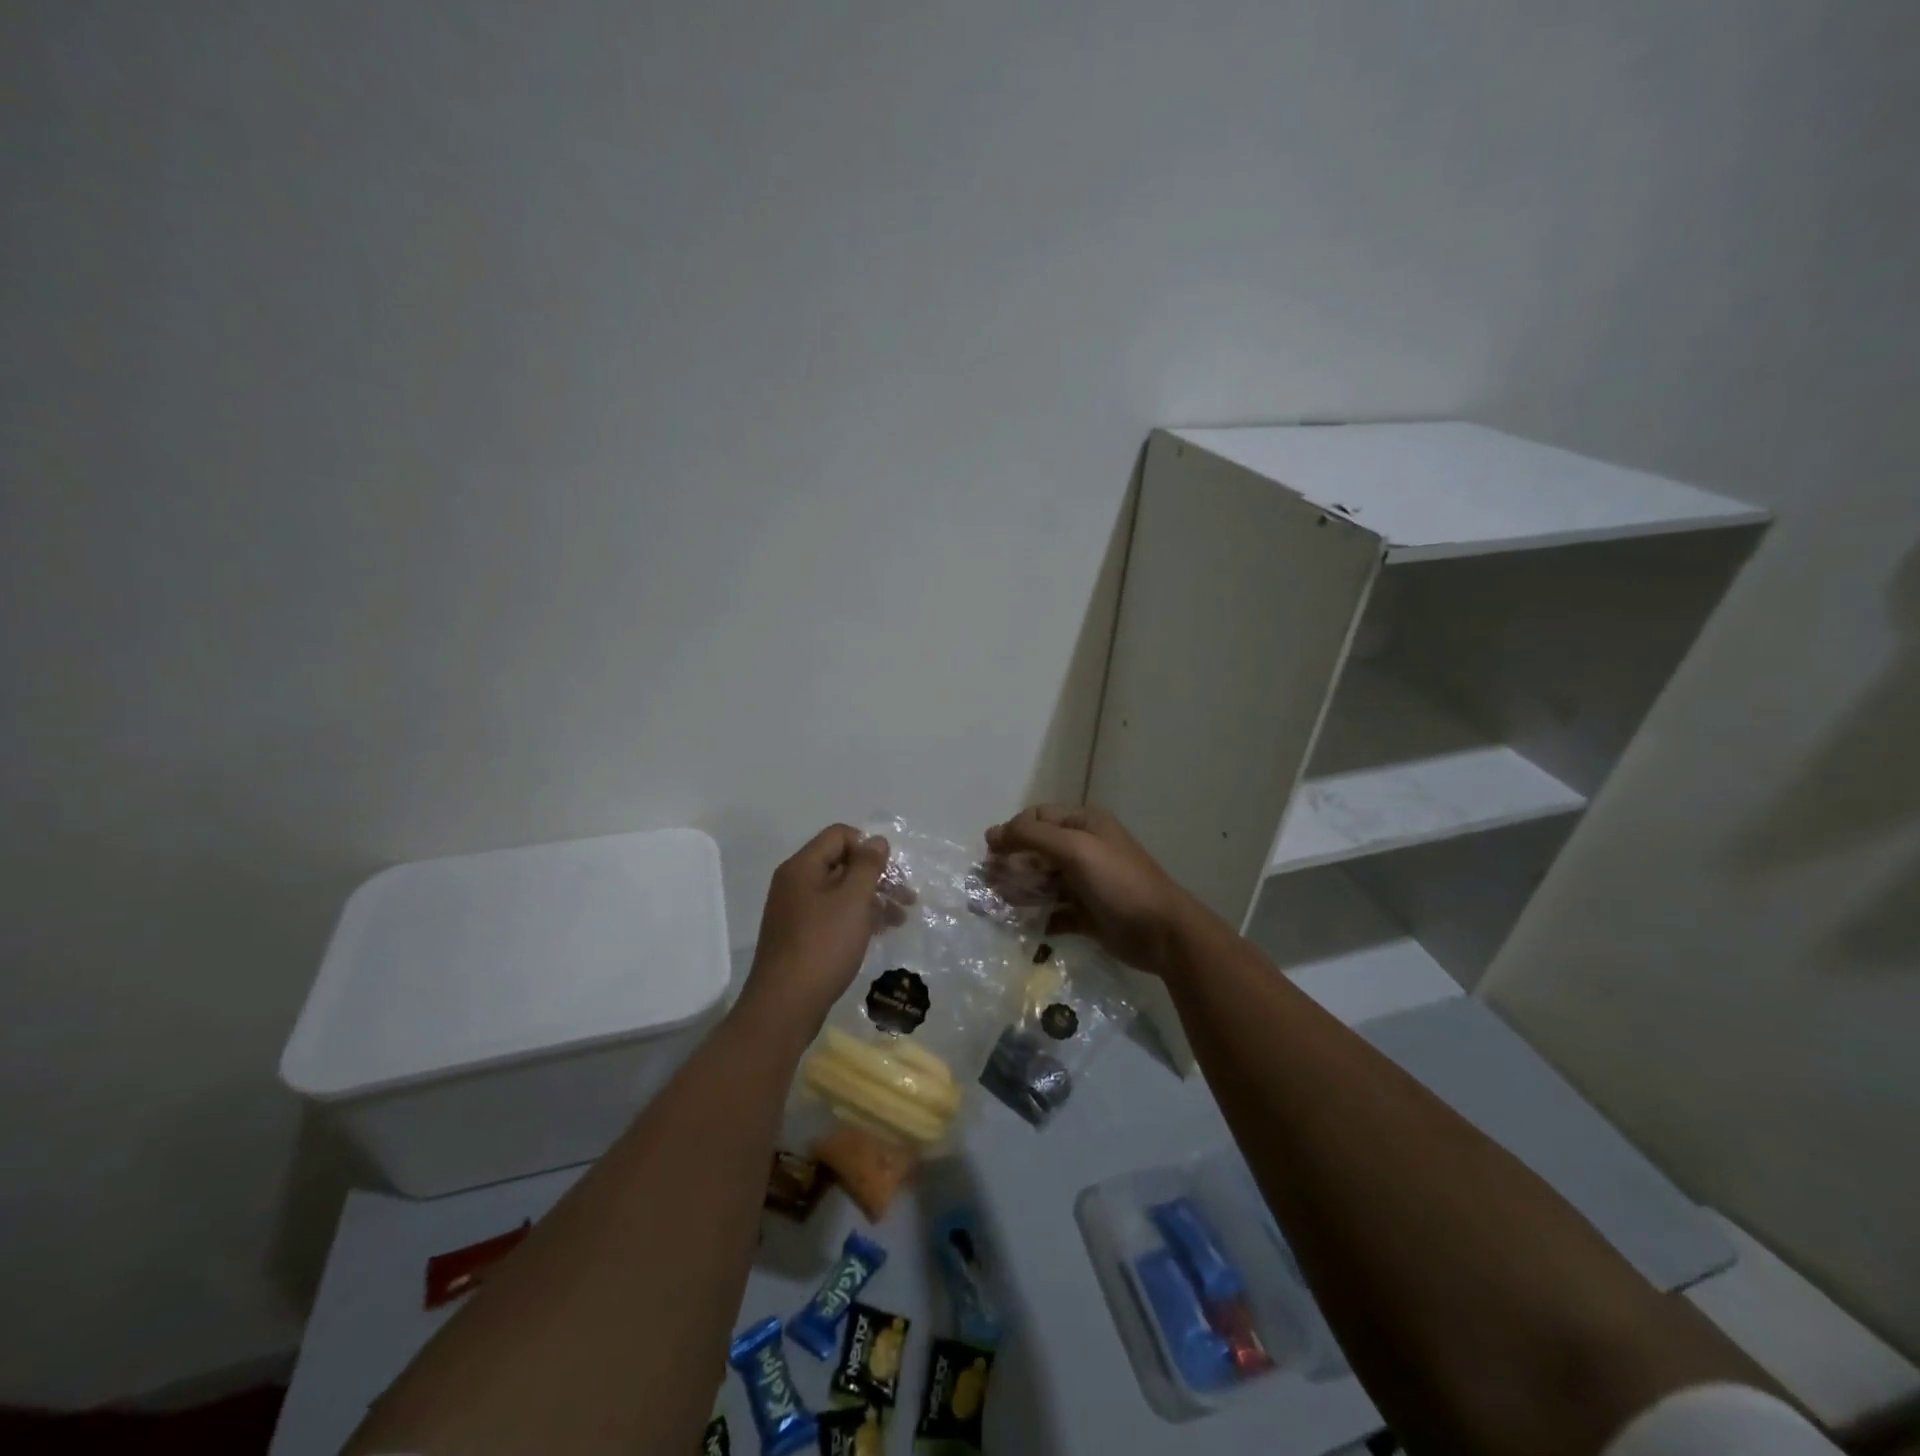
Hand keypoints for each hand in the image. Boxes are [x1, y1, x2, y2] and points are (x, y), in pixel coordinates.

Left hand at [741, 825, 892, 1029]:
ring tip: (901, 918)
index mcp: (802, 867)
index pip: (839, 835)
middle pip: (841, 864)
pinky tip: (879, 932)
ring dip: (872, 899)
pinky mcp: (801, 937)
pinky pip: (833, 915)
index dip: (868, 847)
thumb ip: (867, 866)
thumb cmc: (823, 945)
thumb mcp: (853, 900)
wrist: (785, 1005)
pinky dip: (857, 918)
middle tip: (907, 896)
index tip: (890, 870)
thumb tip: (876, 840)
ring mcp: (796, 912)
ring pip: (840, 892)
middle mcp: (795, 883)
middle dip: (876, 876)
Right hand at [985, 805, 1212, 975]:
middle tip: (989, 884)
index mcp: (1084, 823)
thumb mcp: (1075, 849)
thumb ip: (1032, 836)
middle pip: (1036, 850)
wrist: (1162, 933)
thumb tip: (992, 833)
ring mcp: (1086, 882)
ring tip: (1000, 905)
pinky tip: (1023, 925)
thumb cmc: (1118, 882)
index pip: (1036, 817)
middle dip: (1011, 864)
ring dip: (1020, 890)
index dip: (1011, 832)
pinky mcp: (1087, 913)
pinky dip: (1037, 916)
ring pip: (1042, 881)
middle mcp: (1084, 848)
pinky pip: (1053, 910)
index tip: (991, 855)